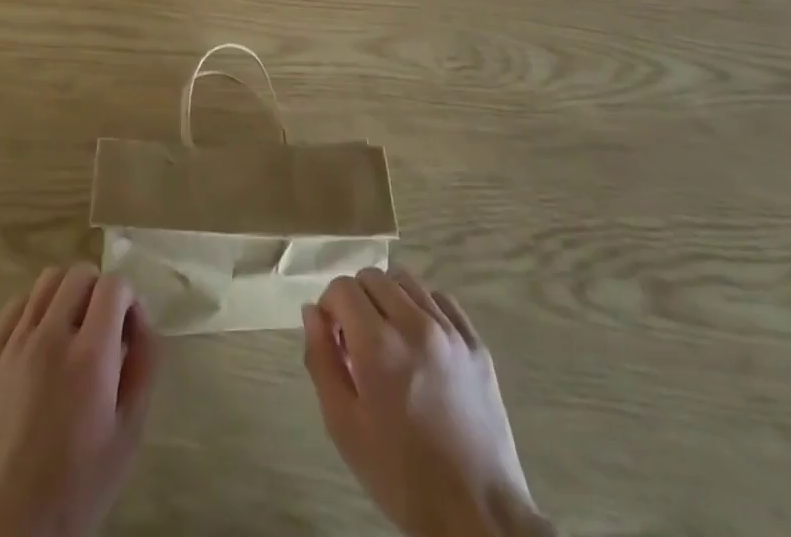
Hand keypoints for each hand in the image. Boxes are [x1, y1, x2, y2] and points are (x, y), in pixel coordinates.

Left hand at [0, 265, 157, 536]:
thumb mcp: (130, 432)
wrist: (11, 528)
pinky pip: (14, 307)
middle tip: (102, 328)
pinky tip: (39, 342)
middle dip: (99, 291)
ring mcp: (13, 345)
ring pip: (46, 281)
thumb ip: (144, 365)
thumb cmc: (79, 485)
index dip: (128, 298)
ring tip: (71, 329)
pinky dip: (34, 311)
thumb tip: (140, 321)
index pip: (114, 285)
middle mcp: (50, 337)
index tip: (128, 329)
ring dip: (67, 294)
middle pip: (79, 273)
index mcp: (90, 356)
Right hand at [302, 268, 552, 536]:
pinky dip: (423, 308)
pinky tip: (420, 342)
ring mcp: (451, 331)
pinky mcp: (476, 344)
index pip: (342, 288)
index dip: (329, 307)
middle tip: (357, 342)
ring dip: (388, 299)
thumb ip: (321, 360)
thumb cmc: (402, 476)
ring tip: (389, 339)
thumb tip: (312, 312)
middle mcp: (415, 324)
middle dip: (356, 300)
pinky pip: (441, 300)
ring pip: (407, 281)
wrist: (478, 515)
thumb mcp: (344, 427)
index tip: (333, 339)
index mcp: (379, 345)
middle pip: (373, 277)